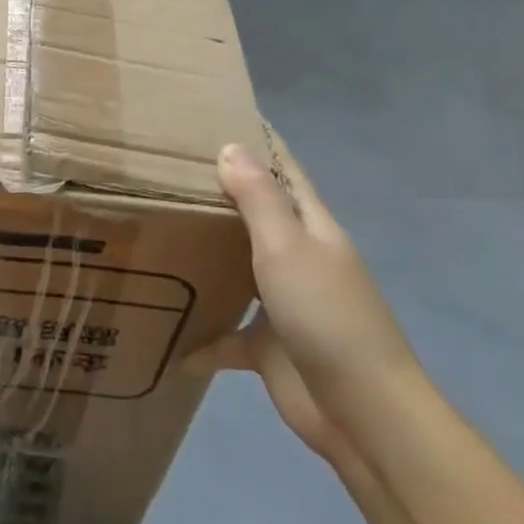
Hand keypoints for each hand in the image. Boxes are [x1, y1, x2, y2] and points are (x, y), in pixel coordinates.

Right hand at [190, 137, 418, 471]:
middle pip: (258, 215)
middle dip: (222, 193)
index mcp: (311, 229)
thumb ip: (258, 199)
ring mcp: (285, 304)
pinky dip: (205, 338)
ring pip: (239, 269)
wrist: (361, 410)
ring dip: (209, 256)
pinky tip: (173, 340)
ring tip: (161, 234)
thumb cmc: (326, 316)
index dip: (261, 142)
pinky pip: (229, 335)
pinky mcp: (270, 346)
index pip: (285, 171)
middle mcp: (299, 258)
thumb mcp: (288, 248)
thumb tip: (229, 147)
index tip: (224, 113)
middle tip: (169, 170)